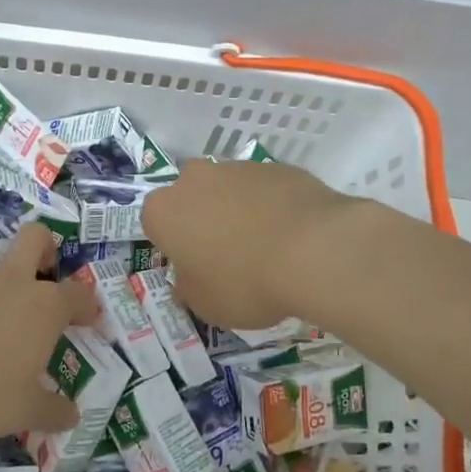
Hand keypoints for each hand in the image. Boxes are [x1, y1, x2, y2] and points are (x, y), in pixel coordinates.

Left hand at [0, 182, 97, 437]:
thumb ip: (53, 411)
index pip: (76, 296)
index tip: (89, 317)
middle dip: (42, 244)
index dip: (86, 305)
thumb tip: (72, 417)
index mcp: (43, 308)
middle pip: (33, 241)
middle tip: (41, 258)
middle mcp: (11, 282)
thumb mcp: (28, 410)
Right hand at [141, 159, 358, 328]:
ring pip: (228, 190)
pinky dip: (272, 206)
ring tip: (266, 247)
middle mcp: (194, 179)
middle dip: (203, 221)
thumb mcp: (205, 305)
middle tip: (227, 256)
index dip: (175, 248)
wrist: (315, 250)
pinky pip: (265, 189)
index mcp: (164, 211)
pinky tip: (292, 235)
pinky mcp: (277, 166)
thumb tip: (189, 278)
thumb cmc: (245, 282)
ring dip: (238, 211)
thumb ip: (188, 288)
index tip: (196, 268)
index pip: (155, 225)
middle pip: (191, 198)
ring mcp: (238, 167)